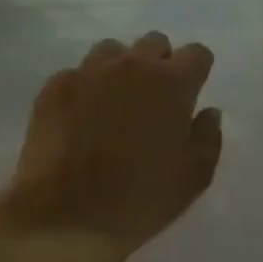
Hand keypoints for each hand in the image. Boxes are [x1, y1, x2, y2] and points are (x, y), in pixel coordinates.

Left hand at [0, 33, 221, 258]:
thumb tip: (207, 112)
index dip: (198, 70)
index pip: (197, 53)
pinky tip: (83, 118)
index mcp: (172, 83)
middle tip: (156, 99)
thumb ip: (208, 136)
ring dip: (122, 69)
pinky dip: (87, 87)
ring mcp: (88, 72)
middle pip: (154, 43)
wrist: (66, 218)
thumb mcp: (195, 176)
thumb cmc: (141, 199)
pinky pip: (78, 73)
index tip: (193, 92)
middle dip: (160, 64)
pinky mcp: (53, 88)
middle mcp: (131, 66)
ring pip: (112, 51)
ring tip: (117, 102)